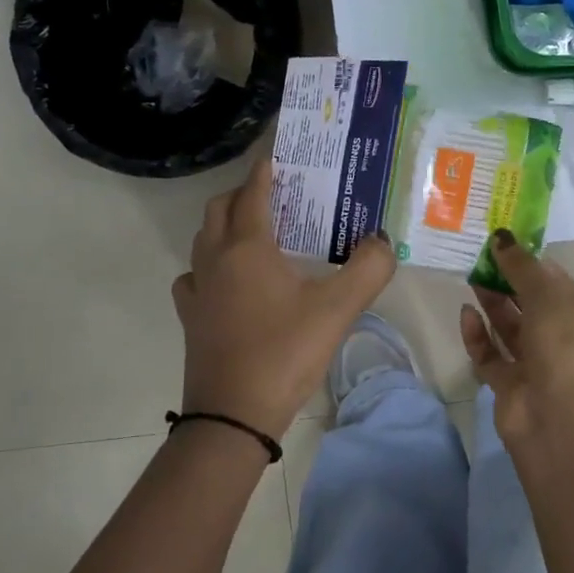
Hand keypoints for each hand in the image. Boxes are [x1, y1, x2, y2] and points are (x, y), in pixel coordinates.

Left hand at [173, 160, 397, 440]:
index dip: (264, 170)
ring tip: (258, 234)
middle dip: (244, 193)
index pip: (252, 192)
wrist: (234, 417)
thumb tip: (382, 240)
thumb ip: (369, 269)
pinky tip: (230, 282)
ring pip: (204, 240)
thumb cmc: (285, 353)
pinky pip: (195, 276)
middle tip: (276, 194)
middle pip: (220, 209)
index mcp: (247, 248)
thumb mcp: (338, 309)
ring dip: (225, 226)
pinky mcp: (192, 318)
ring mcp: (197, 290)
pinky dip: (211, 266)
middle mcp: (215, 259)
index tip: (278, 156)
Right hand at [460, 231, 573, 443]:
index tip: (509, 248)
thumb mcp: (550, 296)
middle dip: (511, 285)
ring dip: (494, 306)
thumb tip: (502, 238)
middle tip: (485, 260)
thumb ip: (523, 266)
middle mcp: (572, 349)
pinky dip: (479, 336)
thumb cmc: (567, 347)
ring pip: (513, 332)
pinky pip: (493, 357)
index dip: (537, 267)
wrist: (558, 420)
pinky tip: (467, 315)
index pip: (565, 290)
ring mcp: (542, 371)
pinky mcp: (513, 389)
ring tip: (472, 279)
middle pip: (537, 310)